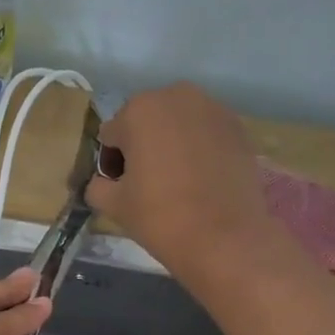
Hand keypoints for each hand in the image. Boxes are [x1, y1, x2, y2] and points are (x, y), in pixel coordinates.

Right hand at [86, 83, 283, 286]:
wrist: (224, 238)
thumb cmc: (160, 216)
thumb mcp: (113, 205)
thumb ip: (97, 186)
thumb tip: (102, 182)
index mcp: (138, 110)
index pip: (111, 135)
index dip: (111, 163)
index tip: (120, 188)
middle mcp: (176, 96)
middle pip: (146, 122)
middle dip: (142, 147)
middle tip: (147, 184)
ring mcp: (213, 109)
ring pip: (178, 125)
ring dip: (171, 145)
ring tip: (176, 181)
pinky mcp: (238, 127)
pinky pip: (205, 134)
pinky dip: (199, 150)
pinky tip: (201, 180)